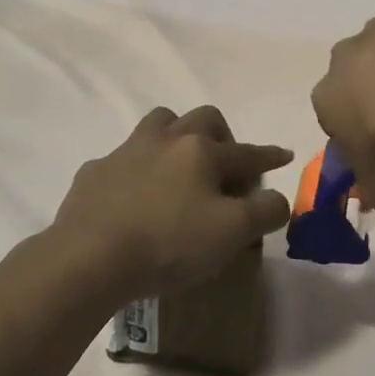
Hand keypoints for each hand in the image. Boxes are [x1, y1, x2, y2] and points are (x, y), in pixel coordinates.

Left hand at [51, 106, 292, 303]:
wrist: (89, 257)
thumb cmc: (169, 243)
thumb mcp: (232, 233)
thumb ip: (265, 211)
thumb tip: (277, 198)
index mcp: (201, 151)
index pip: (246, 151)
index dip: (269, 155)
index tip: (285, 155)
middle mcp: (165, 139)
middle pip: (202, 119)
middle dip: (222, 134)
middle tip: (225, 164)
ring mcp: (126, 152)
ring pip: (158, 124)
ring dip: (176, 136)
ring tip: (180, 165)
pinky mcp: (95, 172)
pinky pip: (122, 159)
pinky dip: (137, 169)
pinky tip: (135, 195)